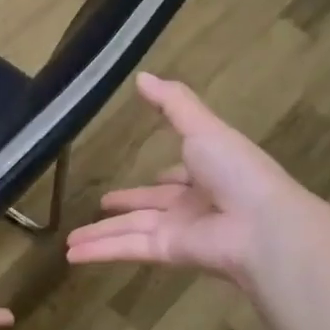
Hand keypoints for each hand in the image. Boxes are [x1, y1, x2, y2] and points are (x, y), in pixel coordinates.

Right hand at [66, 73, 305, 285]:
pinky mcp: (168, 252)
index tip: (152, 174)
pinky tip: (73, 254)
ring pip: (131, 230)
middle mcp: (193, 203)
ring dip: (100, 235)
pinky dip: (101, 251)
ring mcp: (180, 230)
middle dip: (126, 205)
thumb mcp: (202, 126)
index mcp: (208, 172)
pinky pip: (128, 248)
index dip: (167, 176)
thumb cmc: (236, 169)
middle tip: (101, 204)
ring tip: (69, 241)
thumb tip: (141, 76)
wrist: (261, 223)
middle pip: (150, 205)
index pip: (182, 176)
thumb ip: (172, 102)